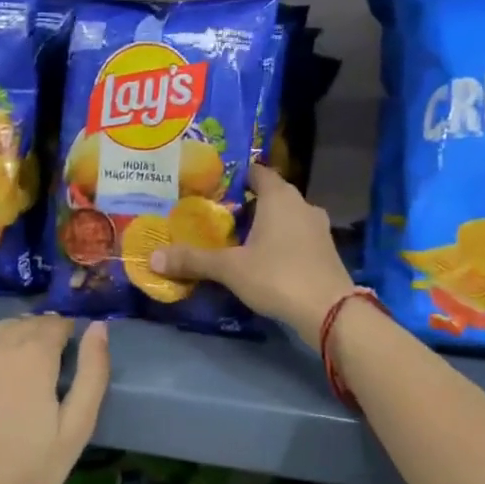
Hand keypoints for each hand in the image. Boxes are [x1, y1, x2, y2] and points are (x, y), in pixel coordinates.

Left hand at [0, 316, 108, 483]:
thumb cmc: (25, 475)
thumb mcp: (76, 430)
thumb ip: (92, 372)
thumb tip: (99, 326)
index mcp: (34, 353)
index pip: (57, 324)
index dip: (68, 339)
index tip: (69, 363)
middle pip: (26, 324)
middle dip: (41, 338)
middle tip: (45, 374)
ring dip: (11, 339)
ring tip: (15, 374)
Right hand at [149, 163, 355, 345]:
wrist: (331, 311)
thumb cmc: (277, 276)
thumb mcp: (230, 268)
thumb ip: (194, 260)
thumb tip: (153, 257)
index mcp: (279, 196)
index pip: (256, 172)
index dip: (236, 176)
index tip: (213, 186)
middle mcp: (302, 204)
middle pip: (271, 194)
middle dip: (247, 204)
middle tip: (219, 215)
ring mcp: (318, 227)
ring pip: (286, 217)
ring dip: (266, 224)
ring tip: (238, 239)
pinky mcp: (326, 250)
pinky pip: (298, 236)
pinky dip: (281, 242)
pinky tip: (265, 259)